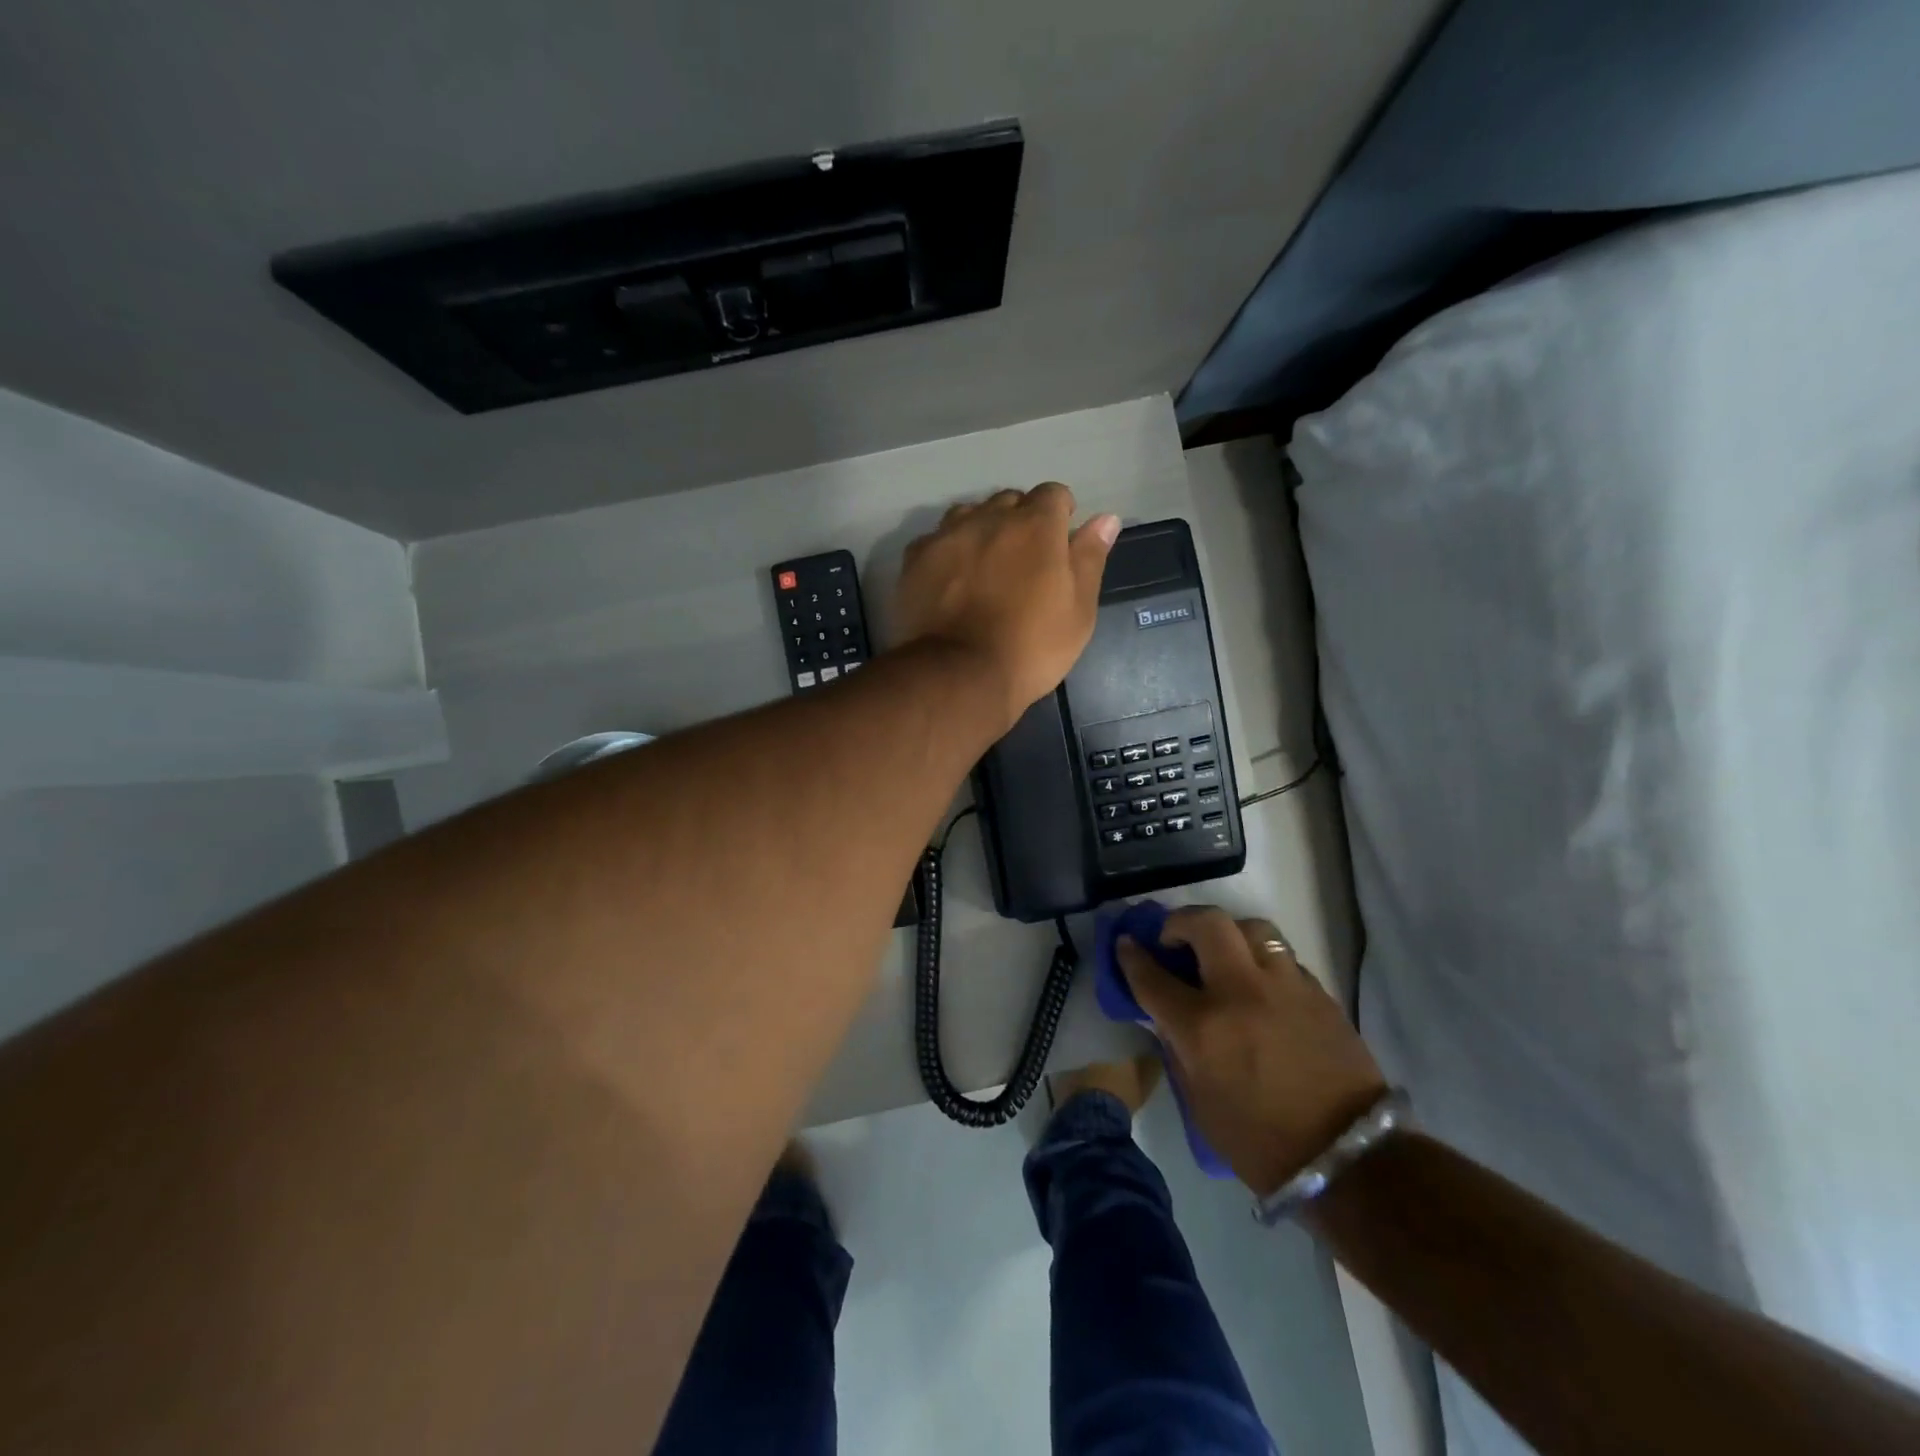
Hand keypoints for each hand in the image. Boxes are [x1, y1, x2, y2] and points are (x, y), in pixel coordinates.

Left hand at [893, 484, 1119, 728]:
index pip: (1053, 494)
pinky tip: (950, 580)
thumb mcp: (1078, 611)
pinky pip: (936, 539)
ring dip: (981, 530)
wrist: (960, 675)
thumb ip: (1090, 558)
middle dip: (1019, 521)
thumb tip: (1106, 519)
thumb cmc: (1031, 647)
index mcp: (1035, 525)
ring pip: (969, 514)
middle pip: (1009, 502)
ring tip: (984, 567)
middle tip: (1022, 562)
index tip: (1059, 543)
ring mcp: (947, 535)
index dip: (1060, 515)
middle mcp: (989, 518)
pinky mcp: (915, 558)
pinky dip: (947, 551)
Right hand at [1117, 907, 1386, 1196]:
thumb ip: (1178, 1048)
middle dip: (1180, 922)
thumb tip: (1168, 1016)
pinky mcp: (1318, 993)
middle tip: (1174, 938)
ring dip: (1228, 933)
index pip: (1152, 976)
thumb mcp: (1199, 1102)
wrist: (1348, 1160)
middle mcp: (1241, 992)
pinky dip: (1262, 960)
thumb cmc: (1259, 1141)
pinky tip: (1260, 984)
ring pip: (1251, 927)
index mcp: (1203, 1027)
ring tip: (1223, 953)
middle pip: (1206, 924)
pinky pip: (1282, 957)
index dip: (1132, 956)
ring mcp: (1284, 987)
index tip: (1126, 944)